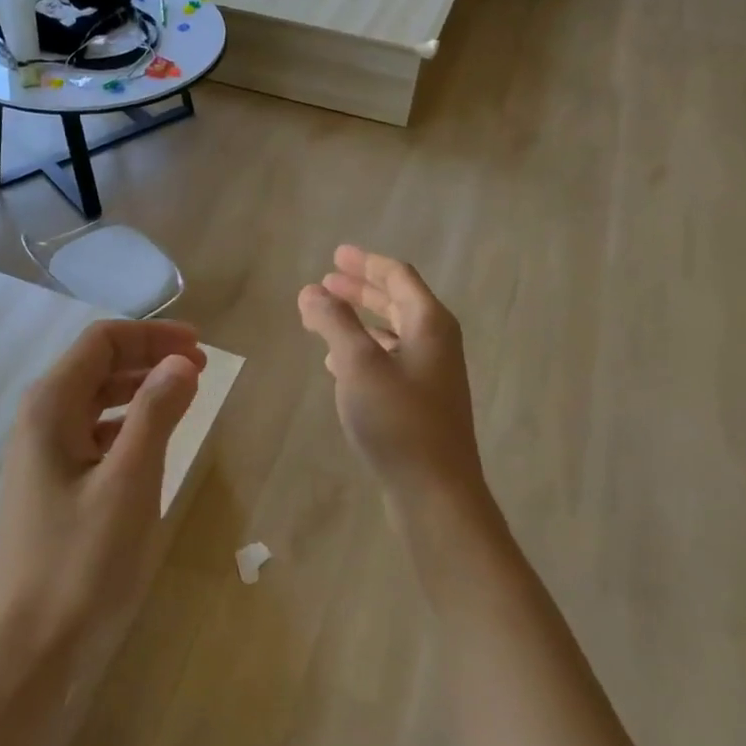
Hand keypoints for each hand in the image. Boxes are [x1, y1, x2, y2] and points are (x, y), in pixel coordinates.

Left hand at [0, 320, 204, 659]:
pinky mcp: (51, 487)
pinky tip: (152, 441)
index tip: (201, 346)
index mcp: (49, 407)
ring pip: (95, 400)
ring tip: (185, 395)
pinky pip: (93, 435)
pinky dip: (127, 424)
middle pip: (96, 365)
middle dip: (149, 357)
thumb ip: (156, 412)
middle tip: (202, 367)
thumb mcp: (129, 480)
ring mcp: (41, 456)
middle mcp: (38, 421)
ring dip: (140, 389)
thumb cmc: (82, 563)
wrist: (30, 654)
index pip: (102, 341)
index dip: (152, 334)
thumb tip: (180, 360)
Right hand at [298, 246, 486, 505]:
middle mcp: (435, 342)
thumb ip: (333, 322)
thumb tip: (310, 290)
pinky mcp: (421, 402)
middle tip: (326, 280)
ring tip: (324, 316)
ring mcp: (431, 374)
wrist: (435, 491)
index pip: (397, 276)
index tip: (335, 255)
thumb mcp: (358, 364)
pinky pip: (389, 360)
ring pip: (391, 332)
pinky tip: (337, 362)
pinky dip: (364, 351)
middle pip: (396, 301)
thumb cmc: (398, 420)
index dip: (365, 263)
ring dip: (358, 320)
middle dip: (360, 289)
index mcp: (429, 323)